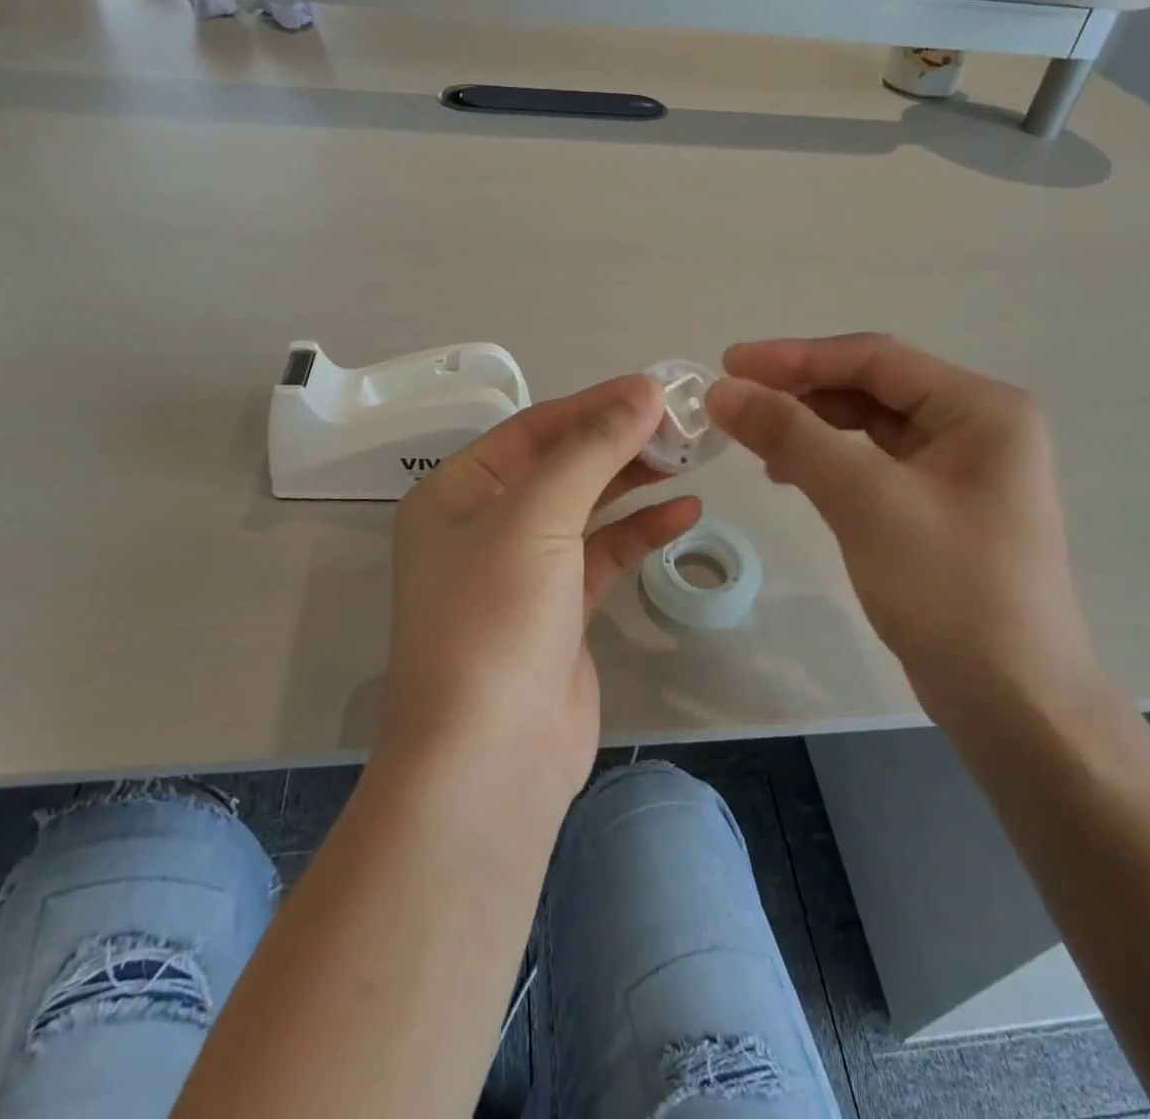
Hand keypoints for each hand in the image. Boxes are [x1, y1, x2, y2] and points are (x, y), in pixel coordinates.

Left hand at [382, 375, 701, 806]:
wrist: (489, 760)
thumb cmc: (495, 619)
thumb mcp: (537, 516)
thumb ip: (593, 449)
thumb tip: (645, 389)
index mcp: (457, 492)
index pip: (534, 429)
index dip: (596, 404)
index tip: (658, 389)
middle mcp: (485, 523)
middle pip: (562, 465)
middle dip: (620, 442)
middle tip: (684, 423)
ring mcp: (523, 569)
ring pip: (586, 508)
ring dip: (634, 482)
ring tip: (692, 458)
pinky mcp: (559, 609)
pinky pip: (603, 554)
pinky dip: (640, 531)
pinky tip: (685, 512)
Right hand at [705, 334, 1094, 714]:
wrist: (1012, 701)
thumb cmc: (949, 589)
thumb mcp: (865, 501)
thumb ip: (792, 435)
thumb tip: (723, 389)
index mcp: (981, 408)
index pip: (874, 359)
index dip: (795, 357)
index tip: (728, 363)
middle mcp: (976, 425)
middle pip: (871, 387)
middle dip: (801, 391)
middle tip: (734, 401)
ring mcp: (960, 468)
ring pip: (868, 426)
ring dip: (809, 426)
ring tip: (753, 440)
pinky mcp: (939, 505)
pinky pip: (873, 463)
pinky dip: (828, 461)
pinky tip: (789, 474)